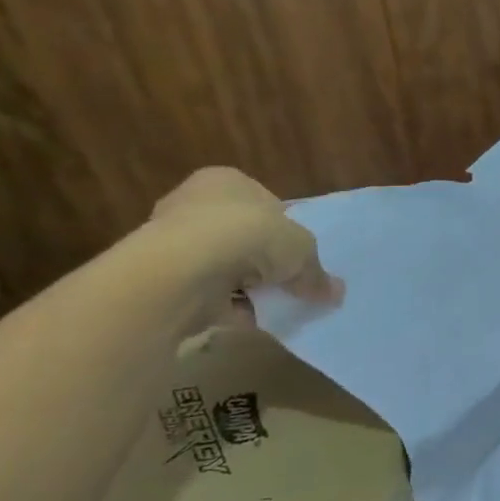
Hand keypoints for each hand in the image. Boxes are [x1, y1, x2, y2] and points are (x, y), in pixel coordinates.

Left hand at [138, 168, 342, 330]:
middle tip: (291, 284)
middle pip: (245, 237)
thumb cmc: (248, 237)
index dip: (286, 231)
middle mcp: (195, 203)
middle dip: (266, 262)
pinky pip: (209, 293)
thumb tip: (335, 293)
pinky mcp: (164, 277)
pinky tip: (251, 318)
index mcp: (228, 181)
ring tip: (275, 306)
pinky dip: (230, 306)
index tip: (300, 257)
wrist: (183, 270)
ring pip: (227, 266)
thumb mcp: (302, 250)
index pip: (265, 204)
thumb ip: (317, 272)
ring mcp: (174, 241)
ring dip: (249, 288)